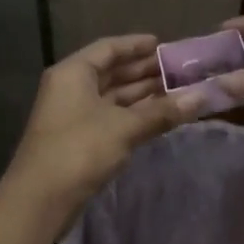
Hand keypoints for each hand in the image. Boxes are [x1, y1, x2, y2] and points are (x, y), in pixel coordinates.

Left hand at [2, 35, 200, 220]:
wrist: (41, 199)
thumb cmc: (80, 149)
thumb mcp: (124, 127)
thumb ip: (162, 111)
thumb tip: (202, 97)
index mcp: (74, 72)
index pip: (108, 48)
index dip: (136, 45)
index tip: (164, 44)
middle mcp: (71, 87)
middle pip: (111, 71)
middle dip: (144, 71)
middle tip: (180, 70)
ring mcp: (73, 114)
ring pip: (112, 96)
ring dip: (142, 94)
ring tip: (177, 91)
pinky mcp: (78, 138)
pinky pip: (110, 116)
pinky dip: (133, 114)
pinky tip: (159, 116)